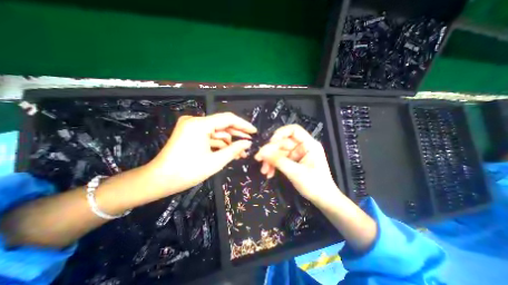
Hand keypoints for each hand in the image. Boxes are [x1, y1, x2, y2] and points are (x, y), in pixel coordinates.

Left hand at [148, 112, 258, 196]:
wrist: (159, 180)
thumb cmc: (187, 172)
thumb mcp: (215, 162)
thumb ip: (234, 150)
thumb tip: (248, 143)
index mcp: (200, 124)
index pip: (228, 119)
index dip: (243, 125)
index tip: (254, 132)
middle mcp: (195, 121)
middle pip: (222, 124)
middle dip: (237, 135)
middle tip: (250, 143)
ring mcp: (192, 126)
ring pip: (217, 131)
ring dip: (229, 141)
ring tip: (241, 152)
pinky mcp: (190, 133)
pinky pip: (209, 136)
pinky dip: (219, 143)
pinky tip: (229, 151)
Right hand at [254, 125, 340, 204]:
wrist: (323, 200)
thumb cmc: (315, 185)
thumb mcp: (295, 172)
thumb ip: (278, 161)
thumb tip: (261, 152)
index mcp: (308, 144)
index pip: (293, 130)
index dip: (280, 133)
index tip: (270, 143)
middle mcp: (302, 147)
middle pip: (282, 142)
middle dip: (270, 151)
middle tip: (259, 159)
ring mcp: (297, 154)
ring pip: (278, 151)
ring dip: (269, 160)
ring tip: (264, 171)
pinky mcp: (292, 161)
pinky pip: (279, 159)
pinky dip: (273, 165)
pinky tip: (269, 173)